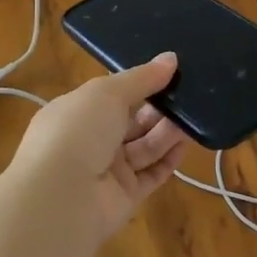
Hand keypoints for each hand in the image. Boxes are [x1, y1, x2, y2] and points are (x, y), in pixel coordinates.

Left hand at [1, 53, 188, 240]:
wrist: (61, 197)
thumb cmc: (78, 131)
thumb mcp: (108, 92)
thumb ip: (142, 77)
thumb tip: (171, 58)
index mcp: (77, 112)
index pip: (112, 96)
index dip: (139, 84)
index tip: (169, 72)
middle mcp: (90, 141)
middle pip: (132, 121)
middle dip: (158, 109)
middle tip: (188, 95)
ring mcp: (107, 171)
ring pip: (144, 147)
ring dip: (168, 132)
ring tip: (195, 115)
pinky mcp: (125, 197)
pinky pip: (151, 175)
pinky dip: (169, 160)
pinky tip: (186, 144)